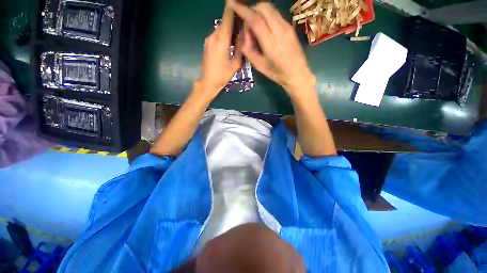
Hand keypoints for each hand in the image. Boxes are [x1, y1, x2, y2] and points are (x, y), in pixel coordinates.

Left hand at [197, 4, 242, 98]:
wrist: (208, 82)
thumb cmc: (223, 75)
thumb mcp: (235, 64)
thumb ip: (241, 48)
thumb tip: (245, 35)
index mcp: (221, 41)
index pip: (227, 18)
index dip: (232, 8)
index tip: (236, 3)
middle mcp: (213, 36)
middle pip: (224, 22)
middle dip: (233, 20)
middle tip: (242, 23)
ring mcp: (208, 40)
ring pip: (220, 28)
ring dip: (229, 28)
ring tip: (237, 33)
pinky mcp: (207, 44)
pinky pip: (217, 35)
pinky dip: (224, 34)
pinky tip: (229, 41)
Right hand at [229, 1, 315, 96]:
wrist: (297, 74)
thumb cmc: (277, 73)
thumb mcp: (259, 66)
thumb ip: (249, 50)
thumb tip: (245, 35)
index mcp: (271, 44)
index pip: (256, 20)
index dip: (243, 10)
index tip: (232, 4)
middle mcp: (280, 31)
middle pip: (263, 8)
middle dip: (251, 10)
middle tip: (248, 25)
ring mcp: (287, 27)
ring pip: (270, 8)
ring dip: (259, 12)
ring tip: (256, 27)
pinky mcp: (290, 26)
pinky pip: (275, 14)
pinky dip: (266, 15)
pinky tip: (265, 28)